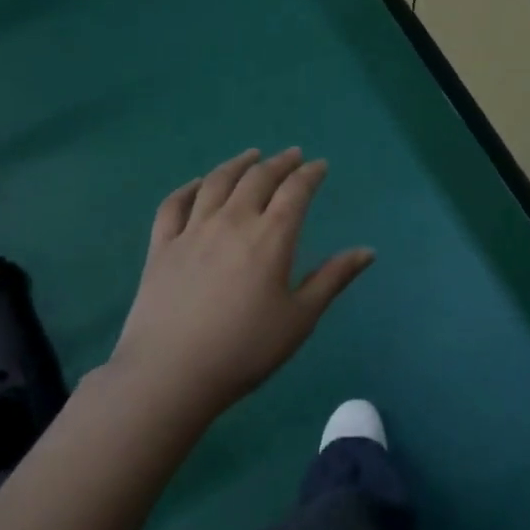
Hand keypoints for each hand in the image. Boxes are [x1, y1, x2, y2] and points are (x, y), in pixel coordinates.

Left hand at [110, 148, 374, 418]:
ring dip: (238, 164)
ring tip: (251, 156)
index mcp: (270, 237)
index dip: (310, 174)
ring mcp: (192, 230)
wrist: (170, 374)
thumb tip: (367, 251)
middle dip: (279, 163)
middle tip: (292, 156)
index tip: (320, 166)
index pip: (295, 191)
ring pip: (216, 182)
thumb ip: (332, 279)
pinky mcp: (161, 246)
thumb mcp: (300, 318)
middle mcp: (232, 221)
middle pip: (257, 178)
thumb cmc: (245, 349)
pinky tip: (198, 183)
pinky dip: (190, 187)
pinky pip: (175, 204)